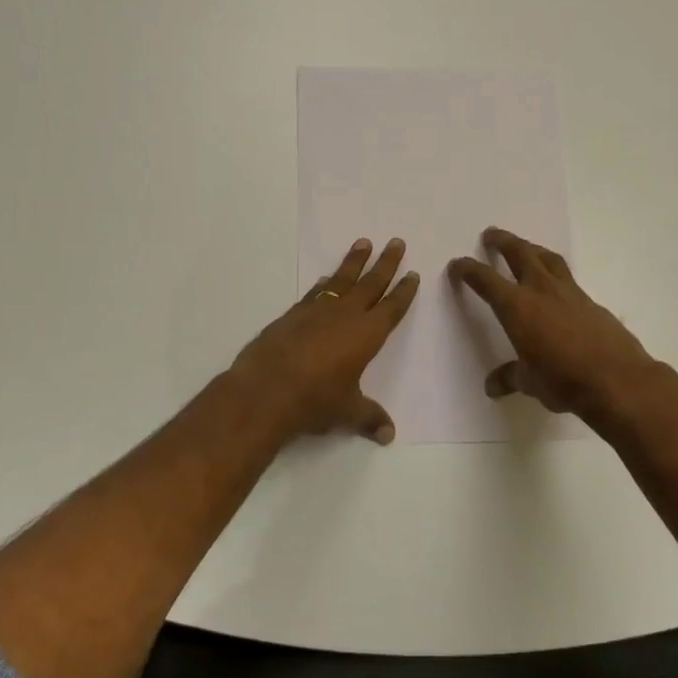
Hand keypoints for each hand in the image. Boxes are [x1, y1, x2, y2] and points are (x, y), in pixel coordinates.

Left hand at [230, 238, 419, 444]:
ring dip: (354, 261)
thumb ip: (369, 418)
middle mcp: (345, 315)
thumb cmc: (315, 400)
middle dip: (386, 263)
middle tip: (396, 242)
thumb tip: (388, 436)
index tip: (412, 274)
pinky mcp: (293, 314)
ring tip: (364, 243)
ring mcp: (317, 311)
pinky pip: (315, 291)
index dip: (404, 291)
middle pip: (372, 283)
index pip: (392, 307)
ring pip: (342, 279)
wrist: (265, 390)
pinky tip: (326, 278)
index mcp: (367, 334)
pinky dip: (325, 283)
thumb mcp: (347, 412)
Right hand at [448, 227, 657, 426]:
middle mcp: (541, 291)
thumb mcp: (530, 382)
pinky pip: (569, 279)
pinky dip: (557, 274)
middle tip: (491, 234)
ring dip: (533, 249)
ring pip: (548, 259)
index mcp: (517, 307)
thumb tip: (493, 385)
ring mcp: (570, 293)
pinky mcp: (592, 303)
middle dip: (503, 242)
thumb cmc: (563, 381)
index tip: (458, 264)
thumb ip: (511, 377)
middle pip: (520, 254)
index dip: (469, 270)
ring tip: (526, 247)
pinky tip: (557, 287)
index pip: (486, 280)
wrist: (617, 379)